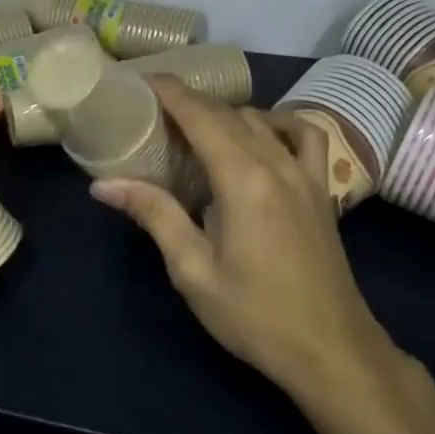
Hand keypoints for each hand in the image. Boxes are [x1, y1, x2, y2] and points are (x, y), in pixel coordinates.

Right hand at [90, 77, 414, 412]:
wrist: (331, 351)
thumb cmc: (254, 315)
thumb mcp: (192, 269)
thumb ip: (154, 215)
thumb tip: (104, 185)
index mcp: (241, 178)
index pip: (199, 115)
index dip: (169, 92)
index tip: (139, 82)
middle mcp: (275, 162)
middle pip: (226, 113)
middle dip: (188, 102)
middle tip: (151, 109)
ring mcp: (304, 173)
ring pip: (259, 119)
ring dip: (223, 113)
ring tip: (193, 127)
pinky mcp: (320, 189)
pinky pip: (304, 136)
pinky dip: (278, 122)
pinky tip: (259, 133)